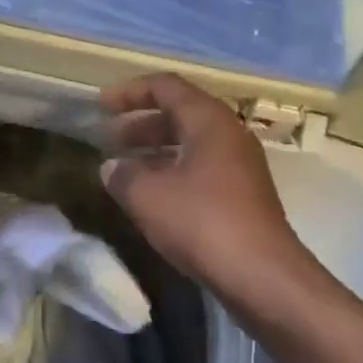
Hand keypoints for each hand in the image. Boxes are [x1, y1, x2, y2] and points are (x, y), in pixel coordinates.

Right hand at [98, 73, 311, 301]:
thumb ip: (123, 175)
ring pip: (191, 143)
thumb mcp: (148, 196)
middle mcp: (229, 134)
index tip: (101, 106)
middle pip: (180, 113)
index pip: (166, 87)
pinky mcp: (243, 195)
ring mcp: (240, 166)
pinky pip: (201, 168)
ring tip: (124, 168)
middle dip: (141, 123)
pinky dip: (173, 172)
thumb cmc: (202, 222)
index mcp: (209, 120)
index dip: (130, 92)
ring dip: (155, 150)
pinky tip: (152, 197)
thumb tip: (112, 167)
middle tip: (109, 139)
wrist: (262, 275)